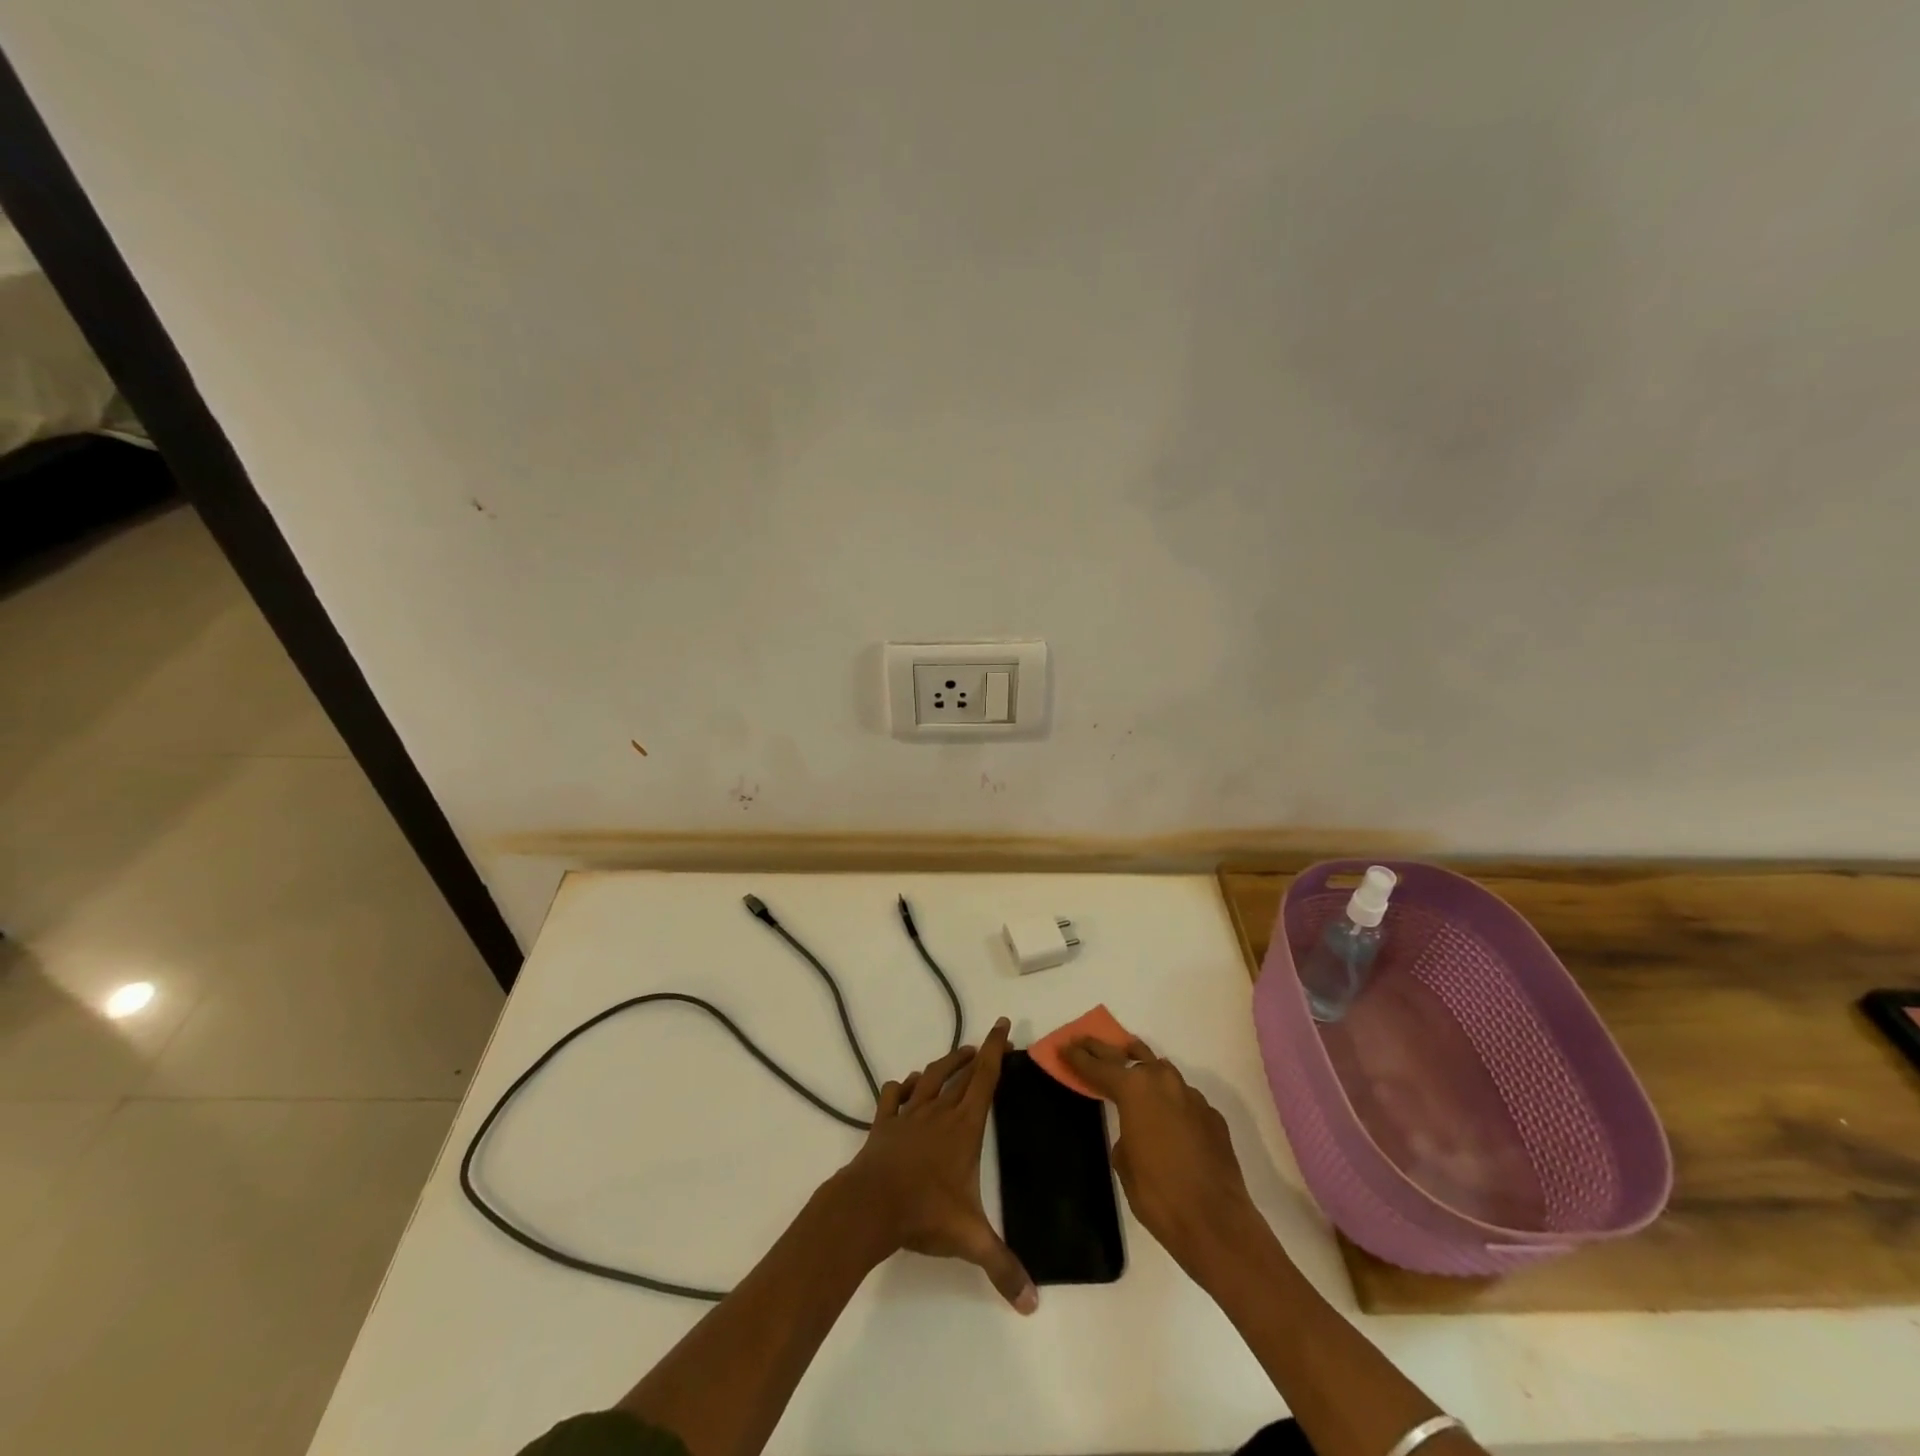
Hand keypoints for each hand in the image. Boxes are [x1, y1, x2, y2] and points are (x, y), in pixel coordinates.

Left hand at [834, 1018, 1036, 1312]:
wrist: (869, 1205)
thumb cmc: (924, 1212)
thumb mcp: (970, 1239)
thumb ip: (1003, 1267)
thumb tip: (1034, 1304)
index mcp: (964, 1126)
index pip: (985, 1078)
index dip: (995, 1050)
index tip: (1002, 1025)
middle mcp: (938, 1112)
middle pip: (961, 1073)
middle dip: (977, 1053)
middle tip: (987, 1042)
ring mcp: (908, 1115)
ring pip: (930, 1078)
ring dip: (945, 1065)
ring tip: (957, 1058)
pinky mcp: (884, 1125)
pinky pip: (894, 1097)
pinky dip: (903, 1086)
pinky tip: (906, 1085)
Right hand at [1060, 1037, 1265, 1275]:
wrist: (1216, 1222)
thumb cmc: (1158, 1195)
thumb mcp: (1124, 1164)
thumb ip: (1124, 1133)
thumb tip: (1135, 1130)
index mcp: (1134, 1090)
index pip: (1098, 1067)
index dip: (1078, 1057)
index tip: (1064, 1045)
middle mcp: (1163, 1082)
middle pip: (1128, 1055)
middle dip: (1104, 1049)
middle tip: (1086, 1041)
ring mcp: (1191, 1097)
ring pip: (1161, 1070)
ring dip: (1142, 1068)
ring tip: (1128, 1067)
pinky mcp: (1212, 1116)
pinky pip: (1183, 1098)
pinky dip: (1169, 1100)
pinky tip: (1166, 1116)